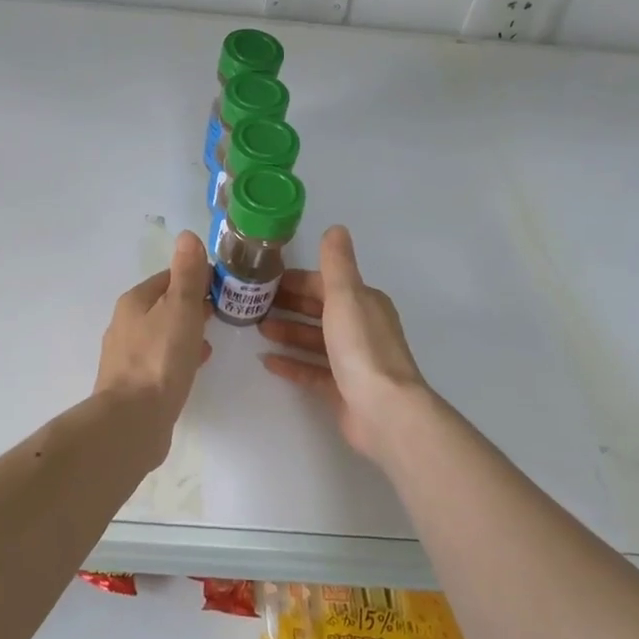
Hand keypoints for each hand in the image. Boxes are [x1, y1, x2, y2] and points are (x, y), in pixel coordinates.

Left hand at [94, 231, 212, 430]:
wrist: (133, 421)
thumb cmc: (160, 358)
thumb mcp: (180, 308)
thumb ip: (187, 274)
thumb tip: (187, 236)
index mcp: (134, 302)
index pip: (168, 278)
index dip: (194, 277)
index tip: (220, 285)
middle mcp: (125, 324)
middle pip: (163, 306)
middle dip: (190, 305)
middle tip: (220, 311)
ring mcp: (126, 356)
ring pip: (162, 333)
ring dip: (185, 331)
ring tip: (211, 338)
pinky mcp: (133, 384)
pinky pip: (160, 360)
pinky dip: (178, 355)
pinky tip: (195, 365)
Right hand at [258, 225, 431, 461]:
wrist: (384, 411)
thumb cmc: (361, 347)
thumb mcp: (345, 296)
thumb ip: (336, 263)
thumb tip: (336, 228)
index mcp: (364, 303)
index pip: (325, 284)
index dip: (296, 281)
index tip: (264, 281)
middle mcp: (361, 328)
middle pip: (319, 311)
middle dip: (289, 305)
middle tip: (253, 305)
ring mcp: (353, 361)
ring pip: (315, 340)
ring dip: (288, 332)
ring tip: (257, 330)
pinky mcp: (344, 389)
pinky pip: (313, 370)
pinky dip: (292, 363)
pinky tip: (267, 362)